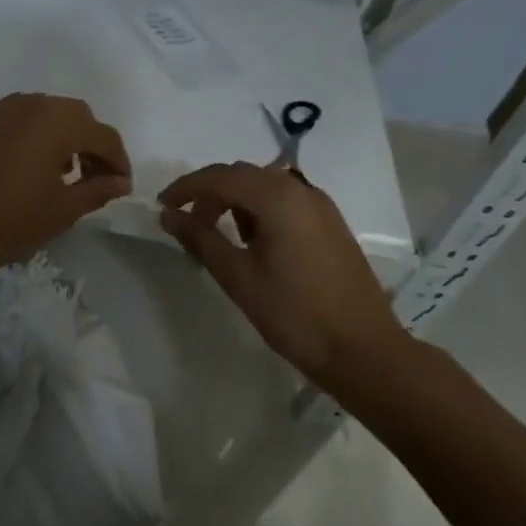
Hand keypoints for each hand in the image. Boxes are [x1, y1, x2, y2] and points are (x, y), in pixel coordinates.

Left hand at [0, 94, 131, 281]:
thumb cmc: (10, 222)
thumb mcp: (63, 210)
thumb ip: (98, 189)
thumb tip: (120, 182)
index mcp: (57, 122)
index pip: (102, 134)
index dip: (117, 160)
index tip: (121, 186)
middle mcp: (28, 103)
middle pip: (73, 115)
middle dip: (89, 142)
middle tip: (90, 176)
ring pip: (40, 112)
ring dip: (57, 135)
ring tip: (57, 171)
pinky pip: (10, 120)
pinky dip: (26, 136)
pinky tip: (20, 167)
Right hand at [160, 162, 402, 387]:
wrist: (364, 351)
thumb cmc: (295, 314)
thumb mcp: (238, 277)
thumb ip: (201, 239)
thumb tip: (169, 215)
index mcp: (277, 197)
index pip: (219, 176)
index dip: (186, 188)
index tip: (162, 207)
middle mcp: (300, 190)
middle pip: (242, 175)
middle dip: (209, 192)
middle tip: (187, 223)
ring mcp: (320, 205)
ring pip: (263, 186)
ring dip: (233, 200)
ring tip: (216, 234)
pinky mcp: (330, 223)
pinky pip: (284, 201)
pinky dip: (258, 210)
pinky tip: (252, 241)